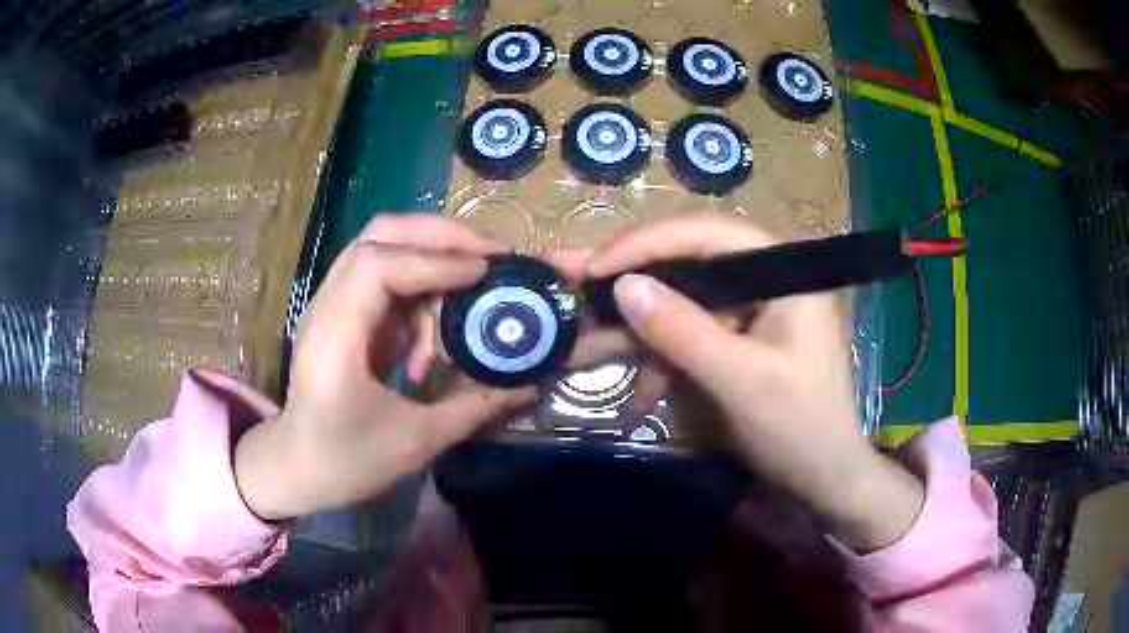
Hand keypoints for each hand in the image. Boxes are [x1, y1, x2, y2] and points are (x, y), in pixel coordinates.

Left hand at [235, 215, 535, 520]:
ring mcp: (330, 305)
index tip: (485, 273)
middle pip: (378, 236)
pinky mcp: (341, 312)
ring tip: (471, 285)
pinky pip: (384, 275)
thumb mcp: (416, 441)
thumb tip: (530, 383)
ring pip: (381, 247)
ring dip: (431, 256)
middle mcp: (326, 307)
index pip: (379, 266)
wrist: (298, 468)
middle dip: (439, 236)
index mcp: (335, 338)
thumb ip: (475, 406)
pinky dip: (418, 285)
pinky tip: (434, 329)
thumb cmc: (347, 461)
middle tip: (490, 255)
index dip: (436, 260)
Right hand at [586, 213, 923, 550]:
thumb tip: (623, 285)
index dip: (647, 244)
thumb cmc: (800, 428)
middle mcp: (767, 280)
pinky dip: (663, 362)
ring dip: (641, 331)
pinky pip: (692, 337)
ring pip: (684, 302)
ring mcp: (753, 312)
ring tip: (588, 344)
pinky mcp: (741, 341)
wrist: (826, 480)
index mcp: (783, 272)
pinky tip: (640, 396)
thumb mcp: (741, 380)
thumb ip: (683, 331)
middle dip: (632, 282)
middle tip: (574, 282)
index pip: (707, 235)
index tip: (597, 268)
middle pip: (689, 264)